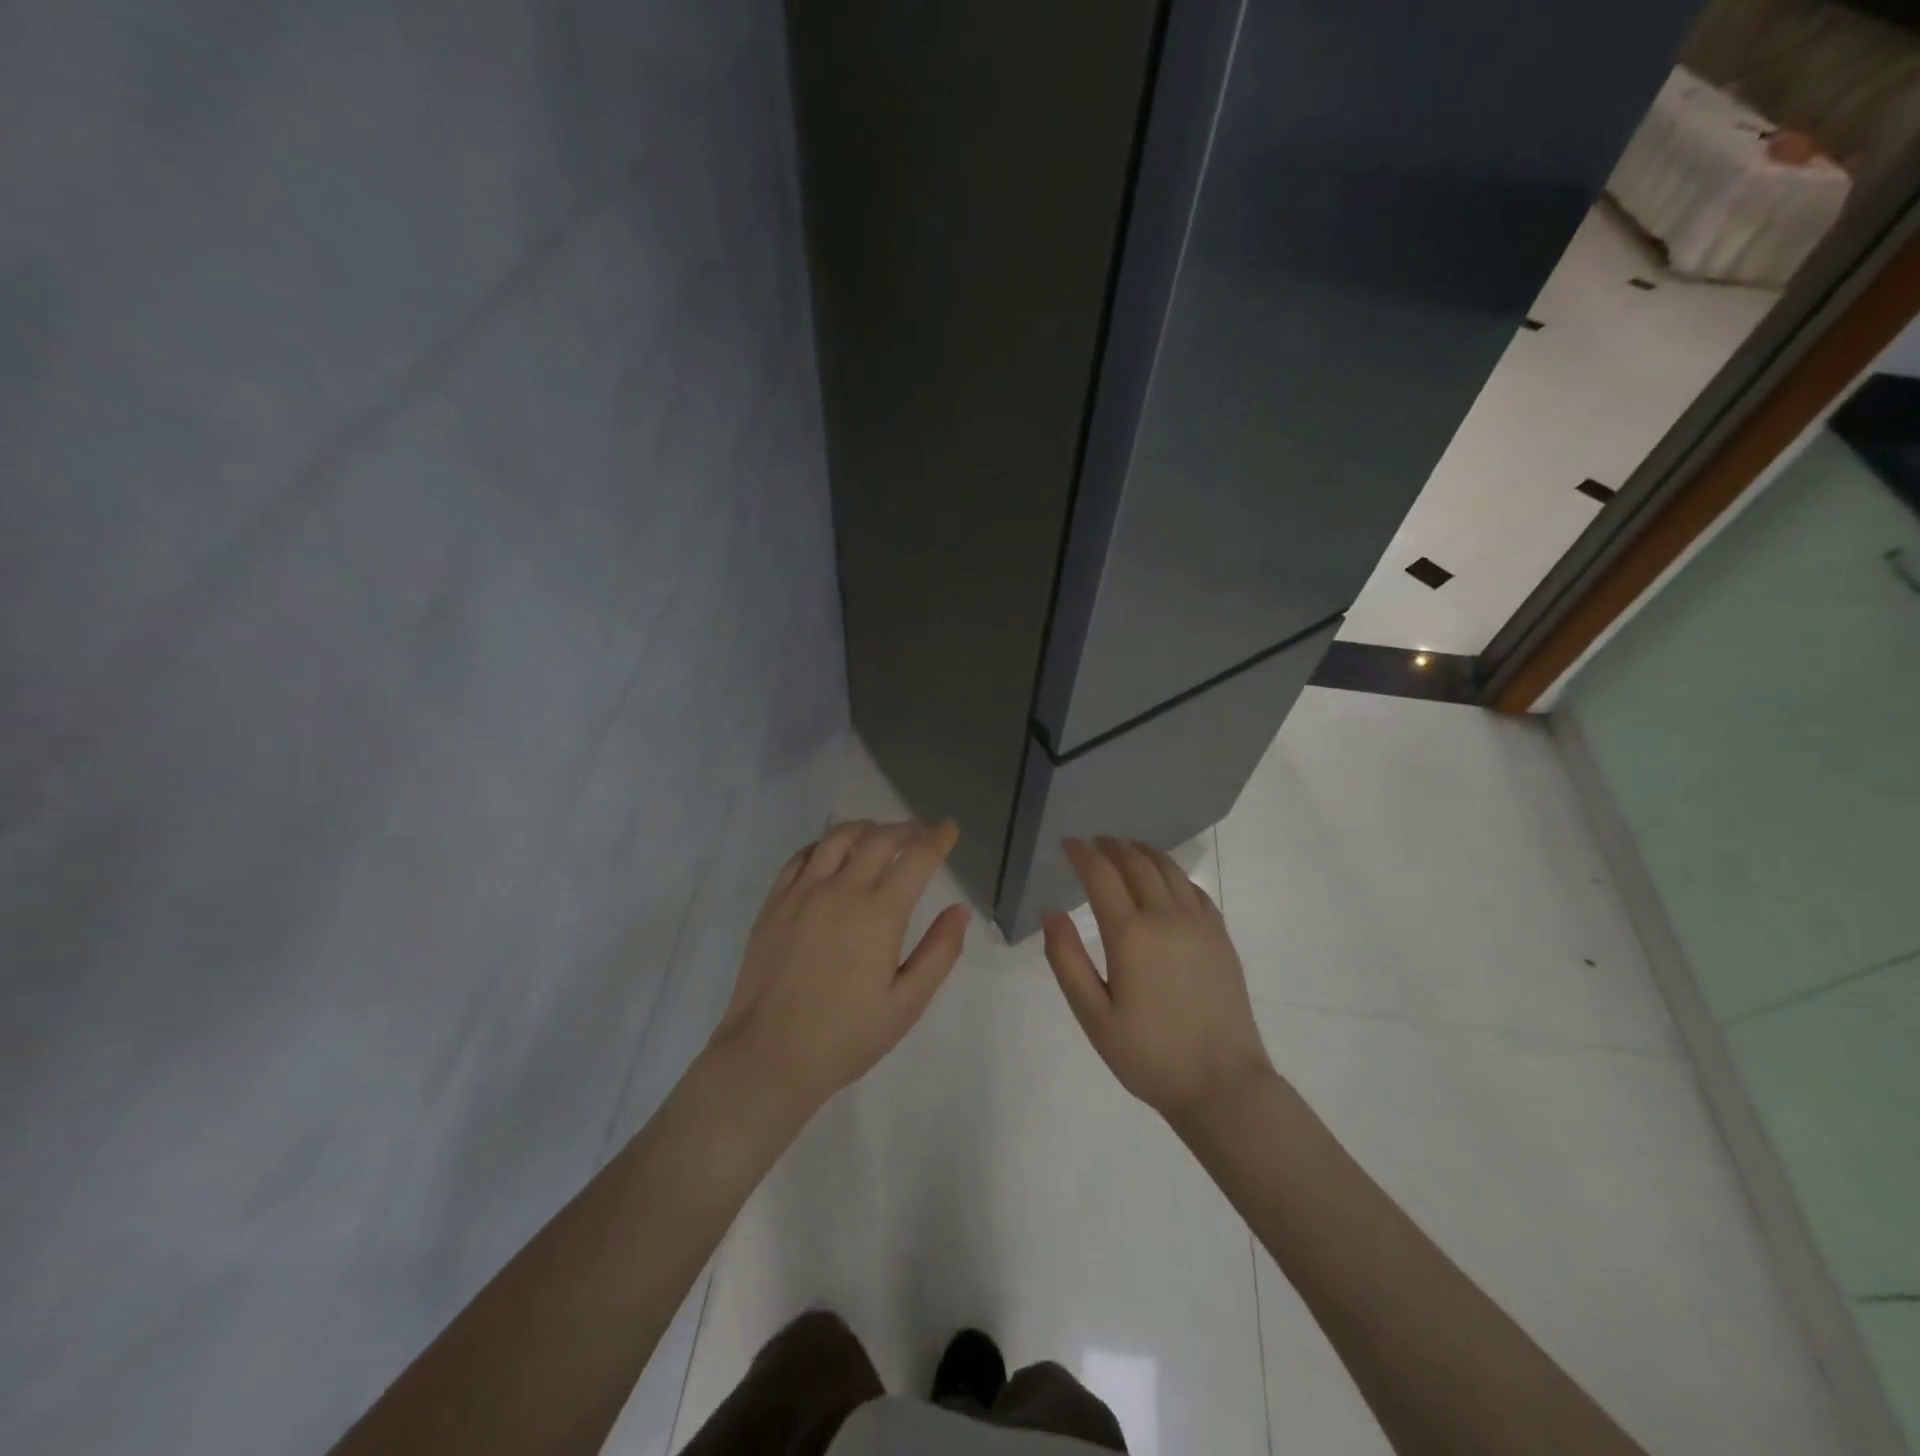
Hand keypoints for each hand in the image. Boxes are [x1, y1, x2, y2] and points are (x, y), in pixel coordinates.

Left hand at [711, 818, 969, 1112]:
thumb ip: (939, 953)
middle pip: (880, 840)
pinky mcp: (774, 904)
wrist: (769, 1056)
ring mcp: (802, 893)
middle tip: (921, 832)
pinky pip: (801, 857)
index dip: (937, 838)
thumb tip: (959, 910)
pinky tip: (830, 853)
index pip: (916, 858)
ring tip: (878, 833)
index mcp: (880, 914)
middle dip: (906, 829)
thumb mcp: (907, 1004)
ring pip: (837, 838)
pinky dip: (823, 845)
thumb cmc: (846, 1036)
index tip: (948, 828)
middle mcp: (842, 891)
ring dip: (865, 828)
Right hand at [1044, 837, 1274, 1125]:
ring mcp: (1199, 924)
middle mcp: (1167, 917)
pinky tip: (1166, 879)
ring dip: (1143, 852)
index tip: (1067, 843)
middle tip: (1094, 842)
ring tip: (1126, 848)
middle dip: (1111, 846)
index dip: (1082, 854)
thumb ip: (1067, 960)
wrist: (1222, 1084)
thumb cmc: (1148, 1055)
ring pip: (1168, 869)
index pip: (1101, 875)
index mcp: (1131, 934)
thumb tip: (1051, 912)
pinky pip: (1194, 889)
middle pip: (1136, 863)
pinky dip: (1173, 873)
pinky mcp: (1220, 937)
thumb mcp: (1093, 1016)